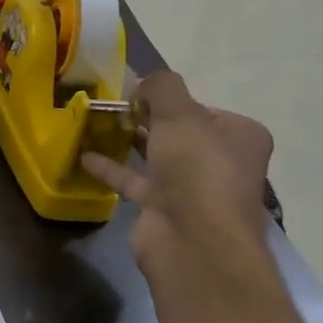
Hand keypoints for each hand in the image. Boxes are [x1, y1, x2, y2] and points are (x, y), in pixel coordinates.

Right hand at [82, 70, 272, 272]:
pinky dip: (111, 167)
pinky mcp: (163, 208)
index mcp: (239, 136)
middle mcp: (220, 161)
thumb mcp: (180, 114)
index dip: (168, 97)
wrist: (193, 241)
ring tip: (95, 122)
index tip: (134, 90)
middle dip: (145, 117)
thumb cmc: (197, 169)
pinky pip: (134, 180)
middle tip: (110, 103)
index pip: (201, 107)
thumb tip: (143, 82)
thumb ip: (161, 87)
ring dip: (128, 140)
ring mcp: (192, 188)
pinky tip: (84, 155)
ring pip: (155, 155)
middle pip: (178, 131)